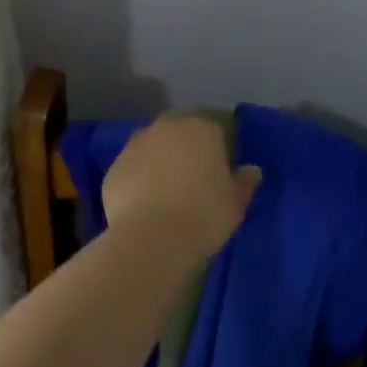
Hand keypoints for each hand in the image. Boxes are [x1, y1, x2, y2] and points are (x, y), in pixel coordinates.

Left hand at [102, 114, 260, 260]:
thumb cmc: (204, 216)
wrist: (153, 238)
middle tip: (190, 179)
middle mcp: (168, 128)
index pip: (214, 130)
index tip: (217, 174)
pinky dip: (137, 180)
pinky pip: (131, 169)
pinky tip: (142, 205)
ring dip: (158, 161)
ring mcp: (137, 144)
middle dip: (184, 149)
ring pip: (152, 147)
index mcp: (202, 129)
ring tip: (164, 192)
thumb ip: (244, 182)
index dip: (216, 151)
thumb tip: (252, 170)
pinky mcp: (114, 166)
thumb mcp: (236, 204)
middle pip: (179, 132)